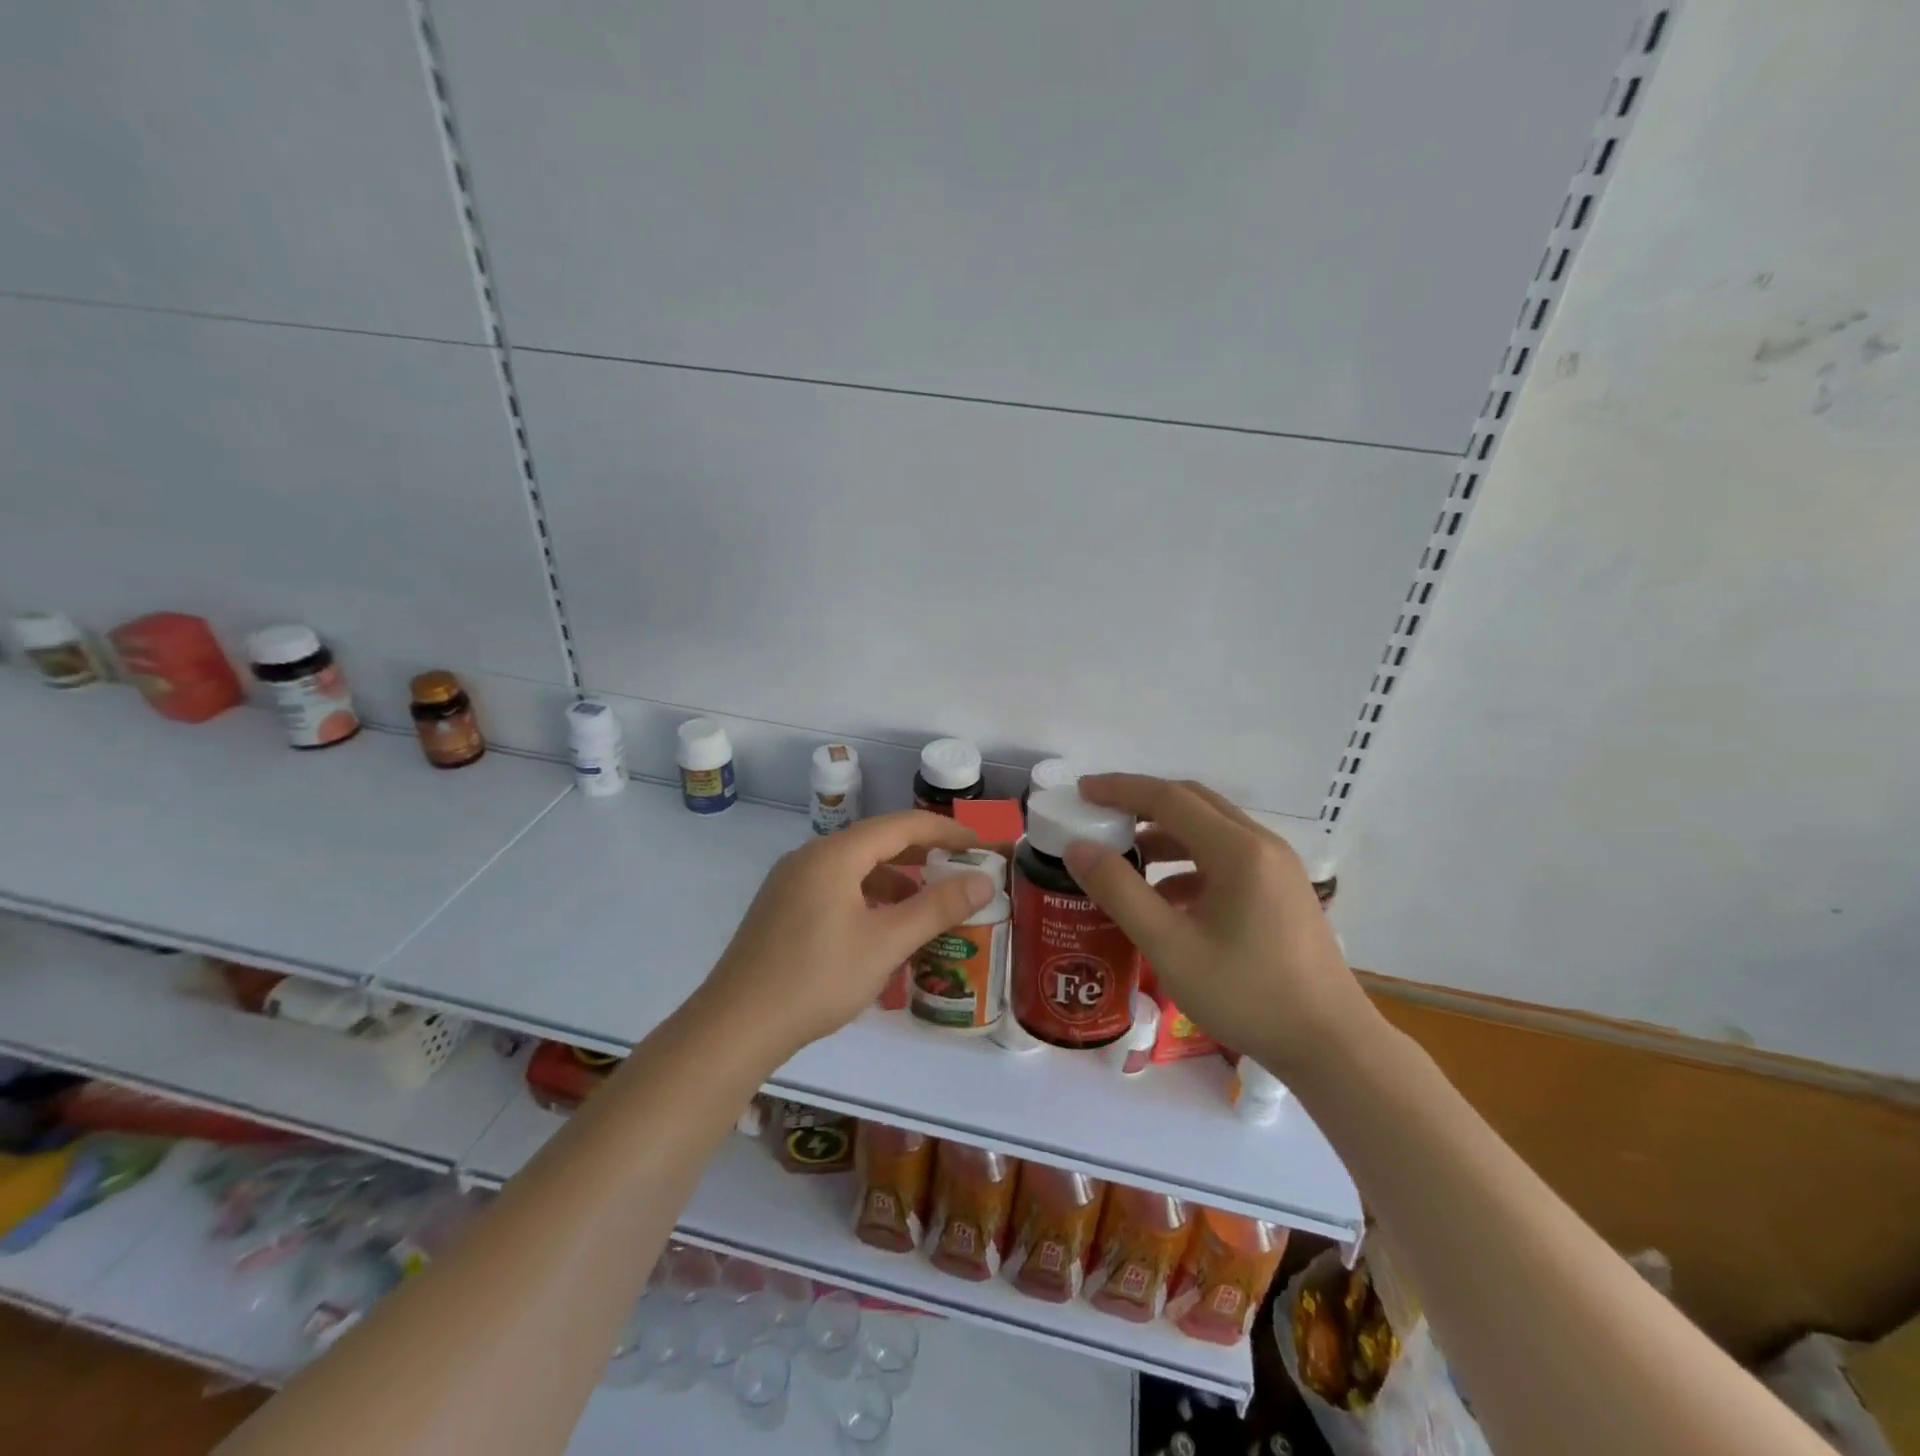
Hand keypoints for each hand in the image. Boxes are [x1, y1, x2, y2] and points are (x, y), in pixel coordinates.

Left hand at [702, 811, 994, 1060]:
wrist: (736, 1026)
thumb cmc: (817, 979)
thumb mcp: (886, 943)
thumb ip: (937, 908)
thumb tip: (983, 880)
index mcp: (835, 854)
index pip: (901, 825)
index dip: (945, 832)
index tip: (979, 846)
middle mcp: (810, 857)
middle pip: (876, 842)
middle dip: (921, 854)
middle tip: (959, 871)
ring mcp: (790, 882)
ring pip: (854, 867)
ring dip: (894, 879)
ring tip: (926, 905)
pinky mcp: (781, 908)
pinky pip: (835, 887)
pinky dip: (867, 896)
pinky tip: (881, 928)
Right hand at [1064, 774, 1377, 1078]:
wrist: (1330, 1045)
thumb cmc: (1247, 994)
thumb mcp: (1170, 946)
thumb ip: (1119, 892)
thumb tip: (1078, 848)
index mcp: (1237, 849)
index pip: (1168, 797)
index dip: (1120, 789)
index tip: (1081, 791)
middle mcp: (1261, 845)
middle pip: (1193, 803)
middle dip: (1142, 803)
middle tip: (1100, 815)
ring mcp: (1278, 867)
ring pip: (1211, 830)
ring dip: (1165, 835)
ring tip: (1125, 859)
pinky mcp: (1282, 891)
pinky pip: (1227, 858)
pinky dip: (1189, 863)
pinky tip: (1166, 898)